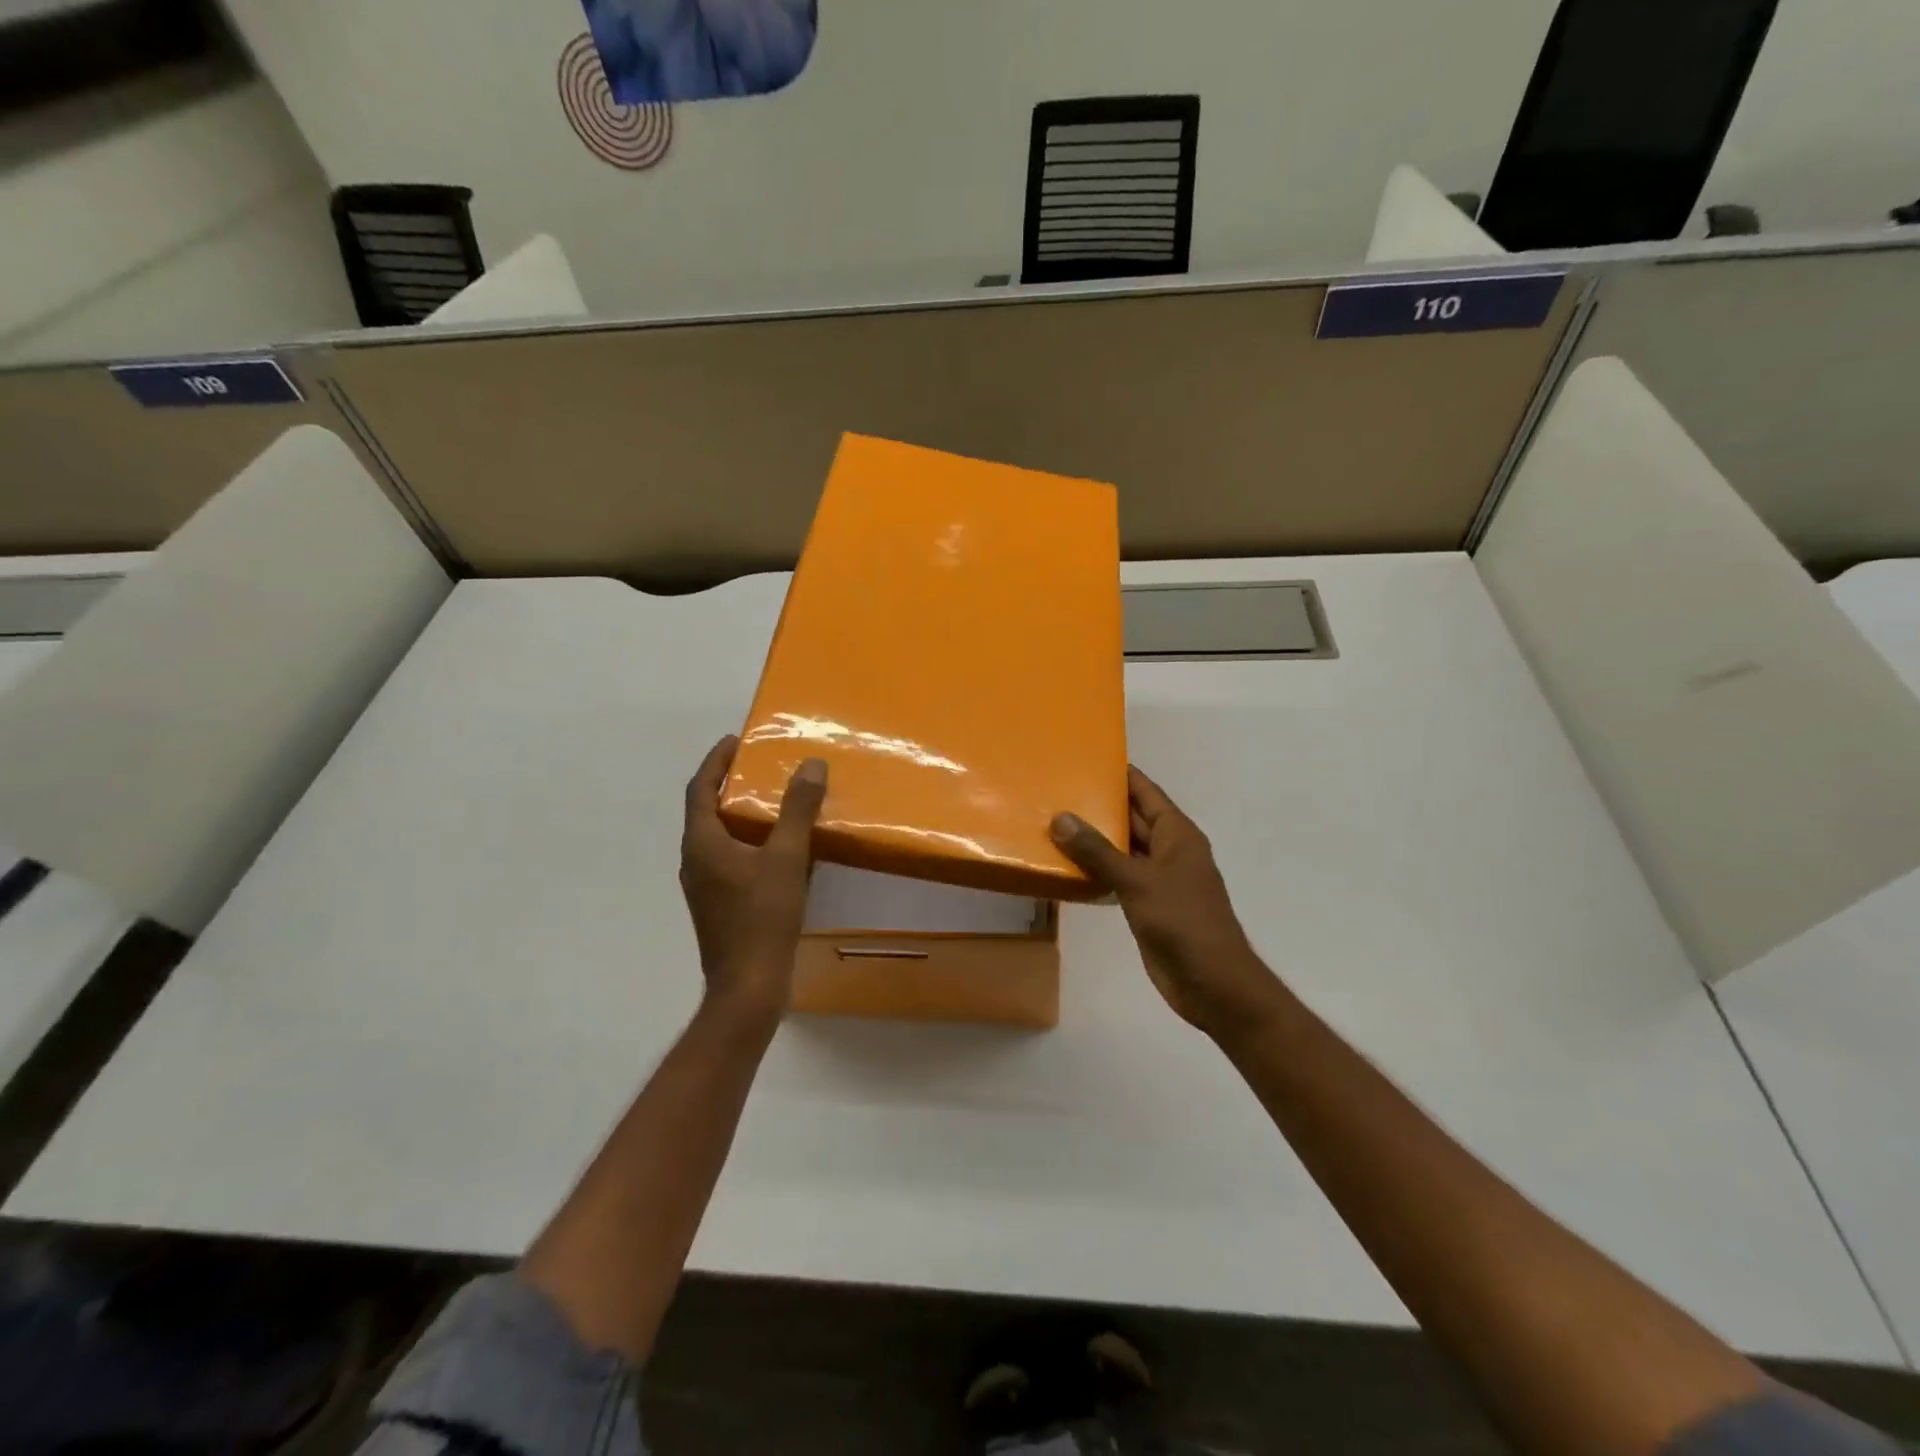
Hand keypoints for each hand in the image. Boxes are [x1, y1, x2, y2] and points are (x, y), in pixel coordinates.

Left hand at [680, 736, 826, 1020]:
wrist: (749, 986)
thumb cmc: (762, 918)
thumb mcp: (787, 858)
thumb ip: (797, 810)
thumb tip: (810, 764)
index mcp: (702, 844)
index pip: (699, 789)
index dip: (716, 761)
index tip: (736, 740)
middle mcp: (695, 861)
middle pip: (706, 811)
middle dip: (730, 785)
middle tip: (762, 768)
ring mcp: (705, 886)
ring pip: (719, 837)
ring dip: (741, 815)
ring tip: (775, 803)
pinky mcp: (719, 905)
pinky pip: (730, 859)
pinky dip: (749, 842)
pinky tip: (780, 850)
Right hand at [1051, 766, 1277, 1036]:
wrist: (1212, 982)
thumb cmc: (1182, 921)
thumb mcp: (1138, 881)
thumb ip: (1098, 851)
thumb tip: (1061, 818)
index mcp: (1177, 834)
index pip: (1146, 792)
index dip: (1121, 774)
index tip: (1088, 757)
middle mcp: (1169, 850)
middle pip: (1131, 819)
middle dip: (1099, 806)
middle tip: (1057, 790)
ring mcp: (1159, 879)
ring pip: (1122, 850)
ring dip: (1094, 840)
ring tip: (1052, 823)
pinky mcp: (1148, 905)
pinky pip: (1118, 878)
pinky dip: (1096, 871)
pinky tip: (1067, 867)